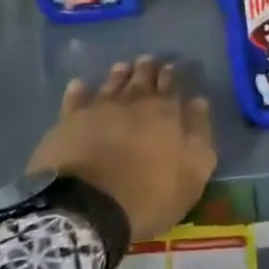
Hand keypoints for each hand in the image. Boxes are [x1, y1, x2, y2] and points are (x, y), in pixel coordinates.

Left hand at [27, 56, 217, 241]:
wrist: (87, 208)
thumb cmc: (147, 195)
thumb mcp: (192, 174)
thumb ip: (199, 135)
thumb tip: (199, 102)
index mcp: (165, 112)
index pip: (172, 85)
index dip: (172, 76)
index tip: (172, 67)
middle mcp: (132, 102)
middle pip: (142, 78)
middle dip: (147, 68)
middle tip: (148, 60)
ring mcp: (98, 109)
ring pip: (111, 83)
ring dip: (119, 74)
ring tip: (123, 67)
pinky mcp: (69, 122)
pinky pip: (75, 98)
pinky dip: (79, 90)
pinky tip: (79, 85)